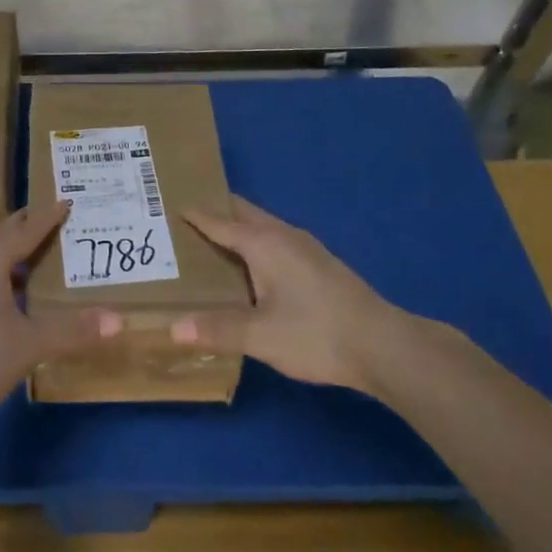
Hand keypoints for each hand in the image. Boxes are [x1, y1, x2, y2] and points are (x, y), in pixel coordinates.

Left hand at [0, 200, 119, 427]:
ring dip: (14, 251)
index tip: (67, 202)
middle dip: (30, 227)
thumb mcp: (31, 345)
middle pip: (4, 235)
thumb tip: (119, 320)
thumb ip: (74, 329)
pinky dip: (1, 271)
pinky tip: (12, 293)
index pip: (26, 229)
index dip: (48, 217)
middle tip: (57, 222)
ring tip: (40, 256)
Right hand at [170, 194, 430, 395]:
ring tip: (210, 243)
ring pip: (261, 226)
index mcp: (263, 242)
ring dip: (236, 228)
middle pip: (242, 213)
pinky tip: (252, 269)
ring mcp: (305, 247)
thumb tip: (172, 328)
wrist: (383, 345)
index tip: (168, 205)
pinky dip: (254, 243)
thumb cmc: (316, 333)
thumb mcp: (261, 336)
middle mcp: (282, 234)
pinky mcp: (319, 264)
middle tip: (183, 220)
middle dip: (214, 211)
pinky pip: (275, 240)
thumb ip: (217, 329)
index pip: (219, 220)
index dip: (194, 214)